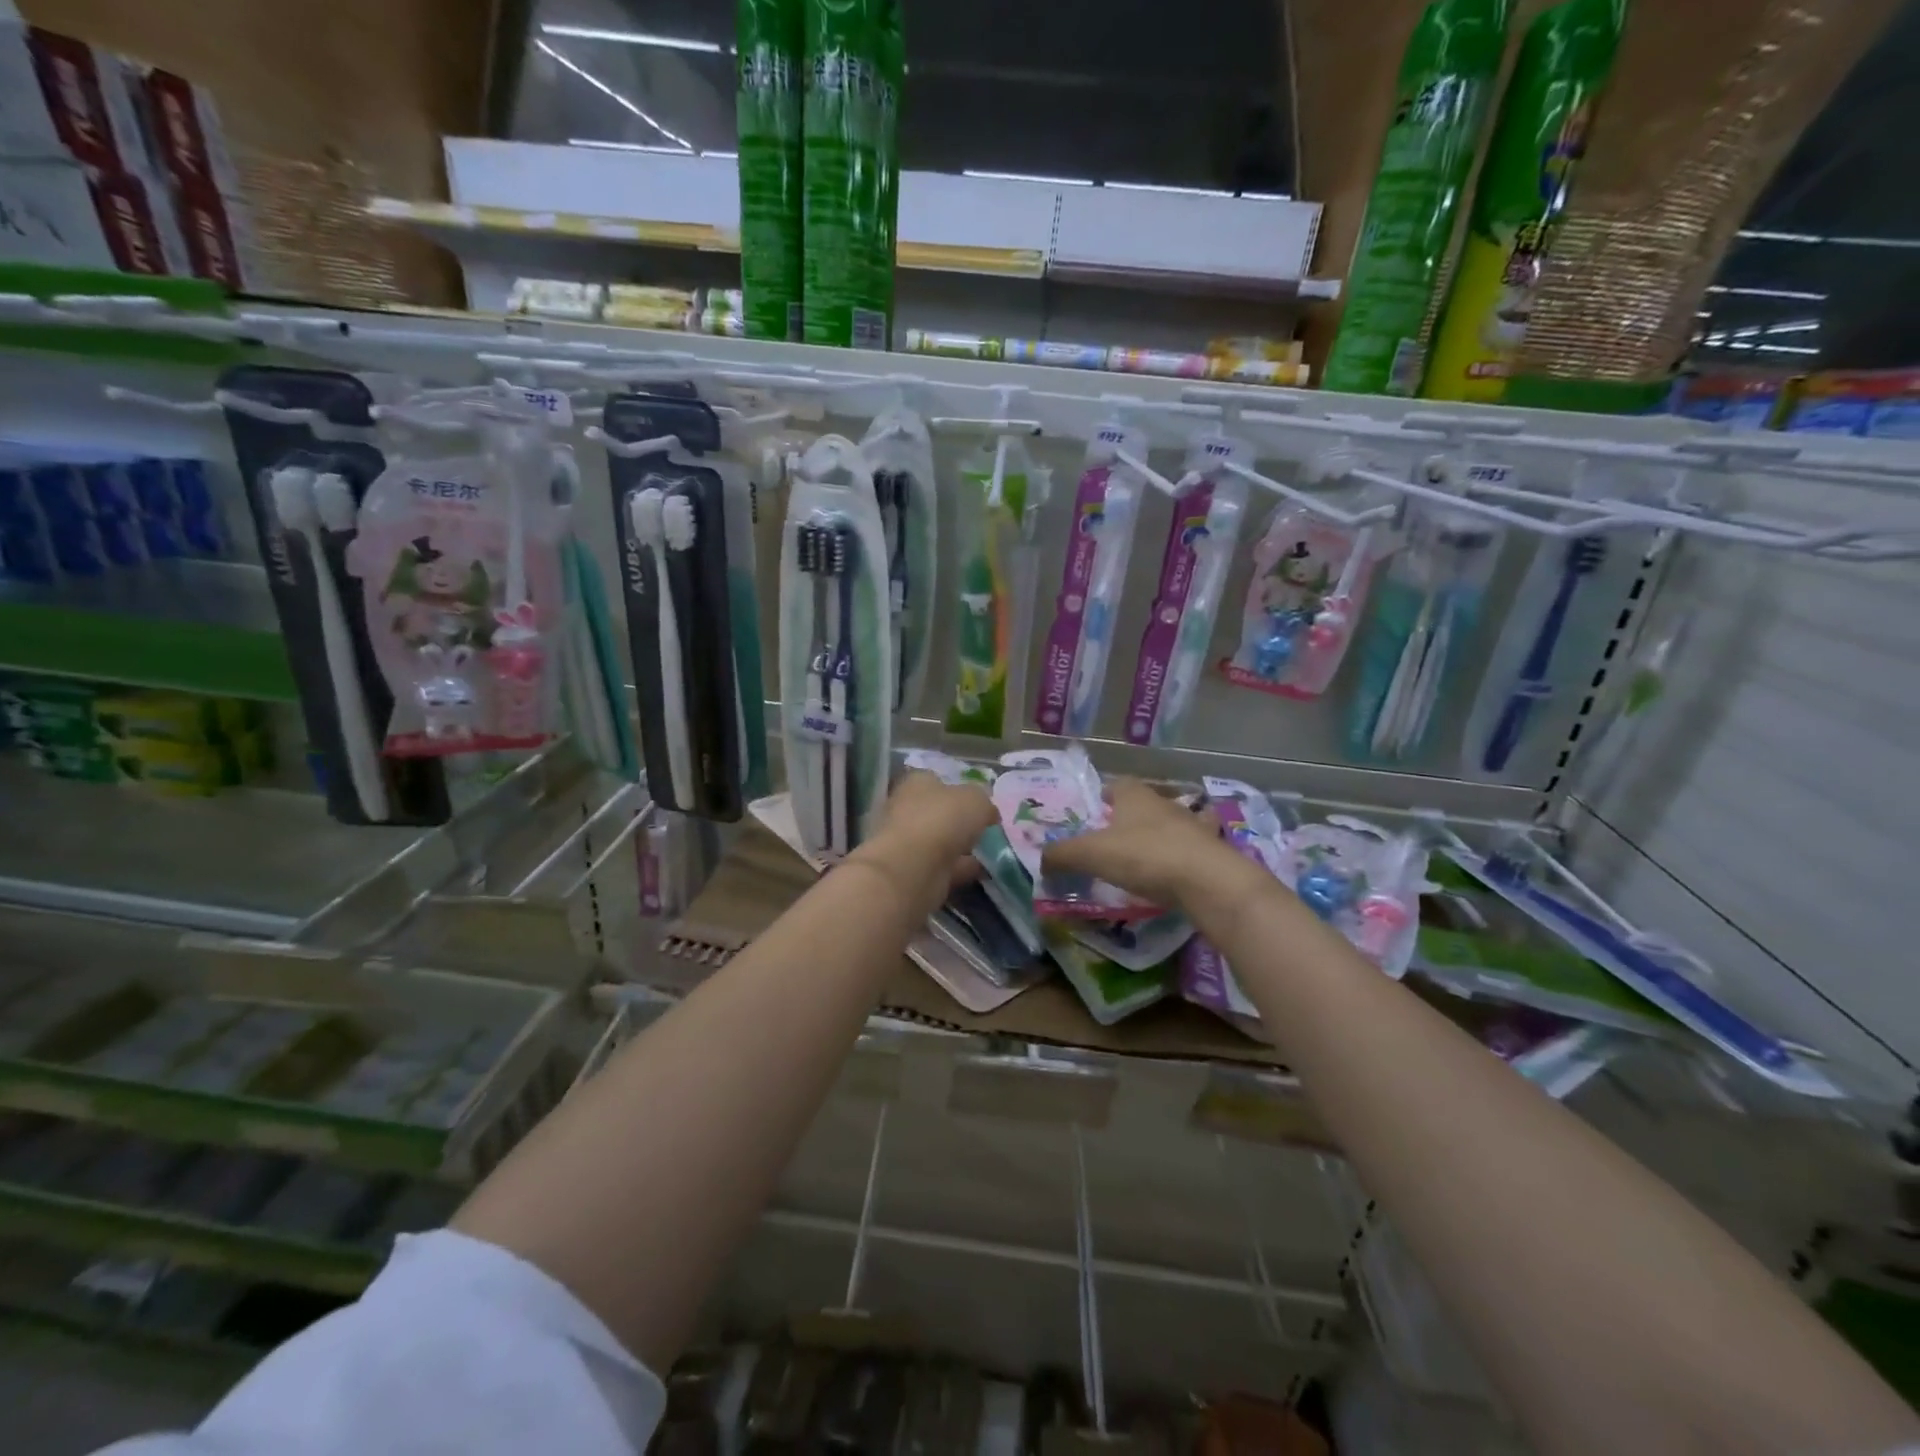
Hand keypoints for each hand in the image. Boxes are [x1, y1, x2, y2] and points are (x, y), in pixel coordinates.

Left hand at [846, 771, 995, 919]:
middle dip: (960, 820)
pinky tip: (983, 871)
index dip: (959, 789)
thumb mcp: (976, 799)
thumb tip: (987, 812)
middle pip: (938, 812)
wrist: (913, 868)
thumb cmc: (942, 820)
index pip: (937, 780)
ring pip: (941, 841)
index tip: (981, 803)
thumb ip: (984, 802)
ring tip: (991, 852)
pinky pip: (944, 866)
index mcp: (916, 783)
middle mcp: (907, 809)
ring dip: (962, 846)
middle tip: (987, 828)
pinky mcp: (913, 871)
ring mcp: (908, 843)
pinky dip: (961, 868)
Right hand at [1040, 777, 1240, 909]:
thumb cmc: (1145, 856)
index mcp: (1135, 796)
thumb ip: (1061, 855)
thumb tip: (1039, 860)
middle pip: (1143, 804)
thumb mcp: (1092, 855)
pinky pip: (1192, 849)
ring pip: (1172, 824)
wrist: (1208, 881)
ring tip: (1143, 857)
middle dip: (1129, 817)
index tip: (1091, 811)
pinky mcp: (1213, 852)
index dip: (1102, 795)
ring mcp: (1193, 826)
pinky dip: (1184, 856)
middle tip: (1110, 839)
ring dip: (1159, 835)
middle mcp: (1165, 803)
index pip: (1116, 784)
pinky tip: (1176, 871)